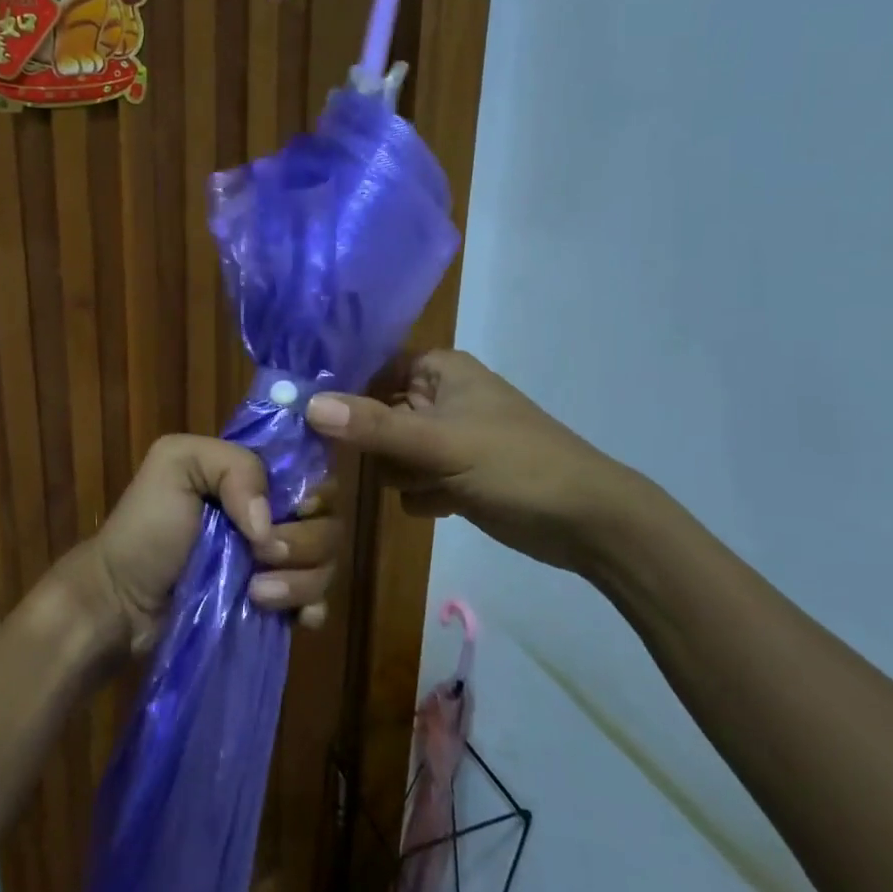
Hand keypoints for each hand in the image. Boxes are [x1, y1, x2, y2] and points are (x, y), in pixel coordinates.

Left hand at [68, 434, 341, 654]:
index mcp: (252, 476)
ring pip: (326, 563)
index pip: (311, 472)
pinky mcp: (275, 605)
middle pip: (327, 521)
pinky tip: (294, 618)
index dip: (314, 490)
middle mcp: (273, 515)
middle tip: (261, 553)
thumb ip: (232, 465)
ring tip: (256, 593)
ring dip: (299, 580)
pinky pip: (317, 603)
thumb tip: (270, 524)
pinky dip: (311, 608)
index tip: (295, 507)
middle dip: (303, 541)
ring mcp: (275, 563)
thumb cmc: (146, 527)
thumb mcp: (175, 464)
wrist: (122, 602)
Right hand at [306, 350, 644, 577]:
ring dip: (398, 474)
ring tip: (425, 485)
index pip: (370, 367)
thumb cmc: (517, 466)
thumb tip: (307, 405)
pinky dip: (418, 493)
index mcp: (439, 370)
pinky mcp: (453, 475)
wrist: (588, 524)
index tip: (304, 415)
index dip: (341, 389)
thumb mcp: (440, 443)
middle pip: (374, 412)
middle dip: (369, 442)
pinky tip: (442, 504)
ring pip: (389, 452)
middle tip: (363, 460)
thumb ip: (374, 425)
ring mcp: (445, 438)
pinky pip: (410, 480)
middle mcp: (438, 397)